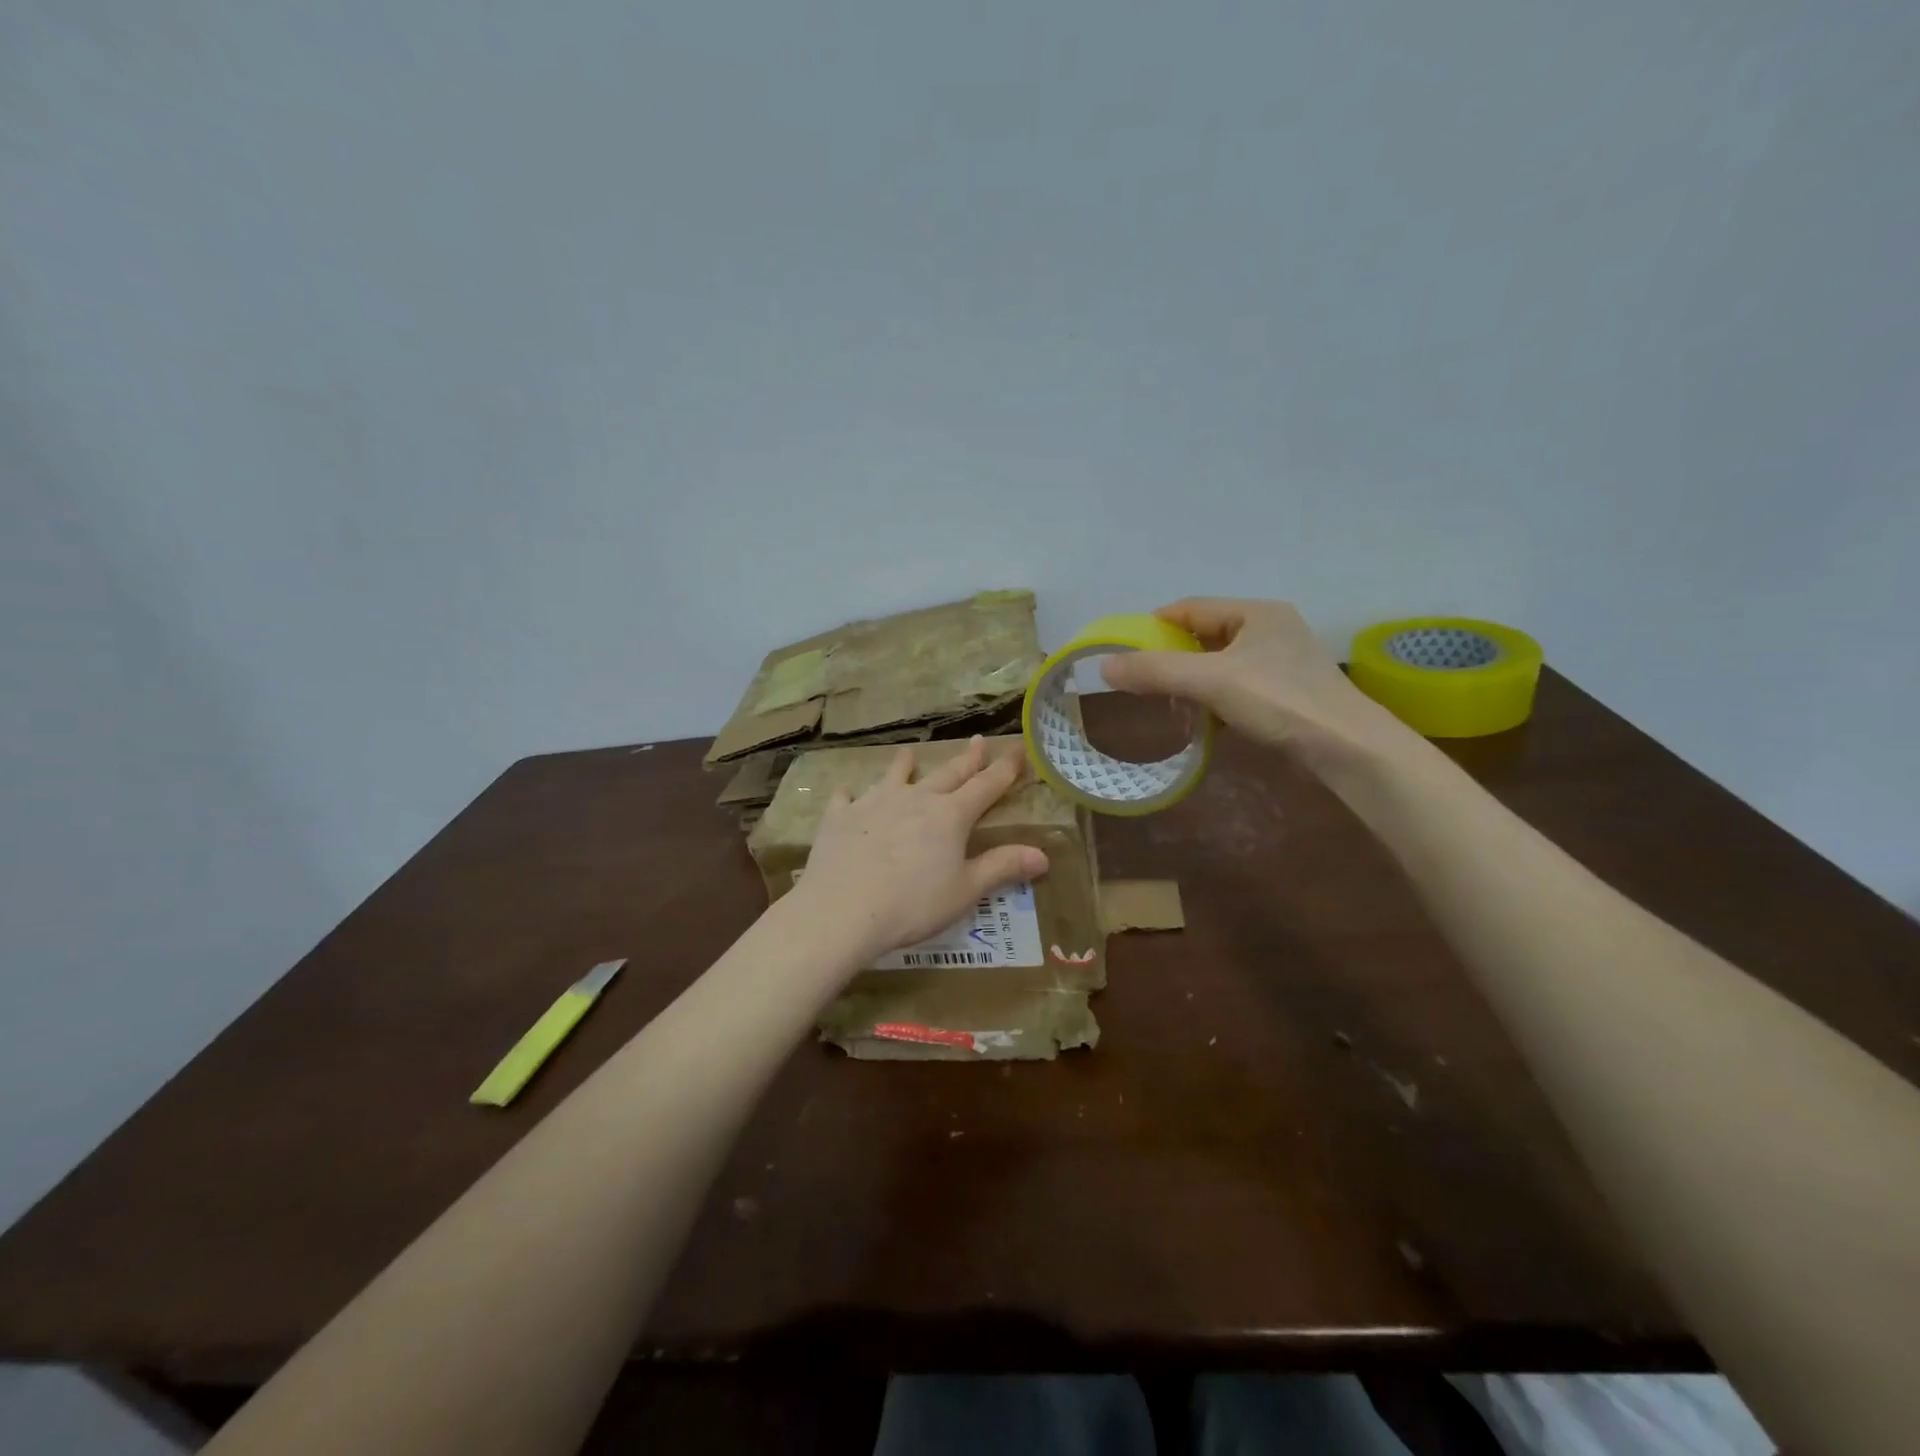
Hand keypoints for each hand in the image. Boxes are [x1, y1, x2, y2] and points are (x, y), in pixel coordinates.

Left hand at [792, 737, 1049, 962]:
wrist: (842, 910)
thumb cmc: (913, 905)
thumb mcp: (965, 891)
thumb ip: (1002, 867)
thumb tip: (1042, 855)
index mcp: (950, 816)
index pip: (986, 785)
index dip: (1005, 768)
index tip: (1018, 749)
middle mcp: (915, 799)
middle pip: (947, 774)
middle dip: (967, 759)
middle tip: (978, 740)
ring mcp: (874, 803)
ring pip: (895, 776)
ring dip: (905, 764)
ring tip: (908, 752)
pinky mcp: (841, 817)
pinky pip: (846, 798)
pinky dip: (850, 794)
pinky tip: (846, 793)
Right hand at [1100, 598, 1414, 767]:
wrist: (1348, 748)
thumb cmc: (1280, 700)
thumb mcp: (1211, 681)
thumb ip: (1156, 671)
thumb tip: (1104, 665)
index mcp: (1256, 612)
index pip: (1191, 608)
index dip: (1154, 625)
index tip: (1125, 648)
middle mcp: (1271, 629)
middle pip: (1204, 636)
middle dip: (1172, 658)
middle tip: (1143, 680)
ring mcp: (1282, 662)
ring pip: (1220, 664)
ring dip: (1192, 682)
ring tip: (1170, 704)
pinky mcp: (1288, 692)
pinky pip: (1237, 686)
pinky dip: (1214, 700)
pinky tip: (1203, 721)